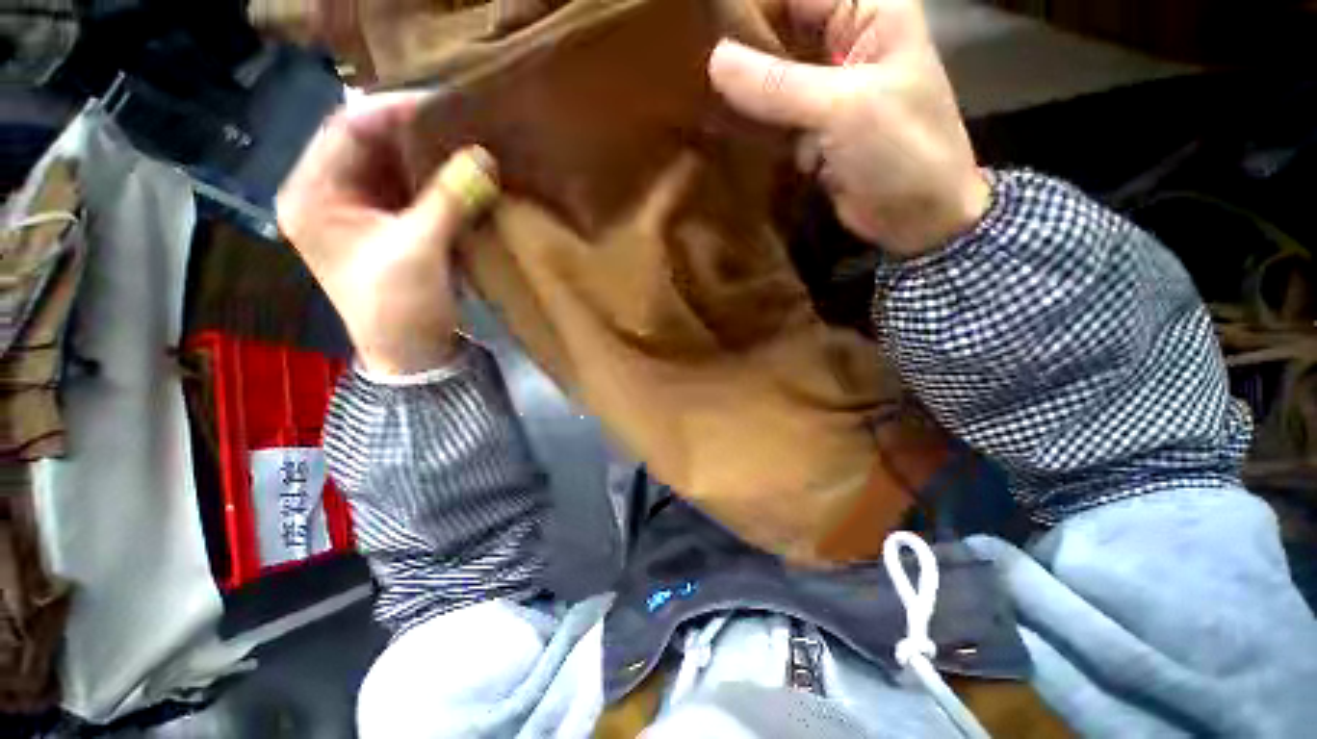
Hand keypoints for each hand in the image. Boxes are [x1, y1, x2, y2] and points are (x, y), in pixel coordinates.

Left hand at [277, 93, 497, 374]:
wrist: (412, 356)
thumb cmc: (398, 308)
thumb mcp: (419, 251)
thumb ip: (449, 200)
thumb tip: (485, 156)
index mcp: (313, 193)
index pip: (348, 127)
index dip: (395, 110)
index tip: (446, 102)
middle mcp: (331, 193)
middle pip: (371, 143)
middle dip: (418, 132)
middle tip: (465, 121)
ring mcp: (362, 210)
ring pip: (396, 166)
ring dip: (432, 156)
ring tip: (471, 144)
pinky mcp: (391, 227)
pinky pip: (414, 190)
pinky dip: (439, 181)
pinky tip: (466, 175)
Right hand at [708, 0, 988, 256]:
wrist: (917, 218)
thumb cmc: (901, 152)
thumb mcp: (843, 109)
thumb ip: (778, 86)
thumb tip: (714, 60)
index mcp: (868, 12)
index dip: (749, 7)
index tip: (699, 23)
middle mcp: (845, 41)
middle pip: (781, 30)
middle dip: (740, 47)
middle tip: (688, 60)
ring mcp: (827, 87)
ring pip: (773, 75)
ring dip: (741, 88)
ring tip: (694, 93)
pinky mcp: (813, 127)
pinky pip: (774, 114)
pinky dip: (751, 121)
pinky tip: (718, 125)